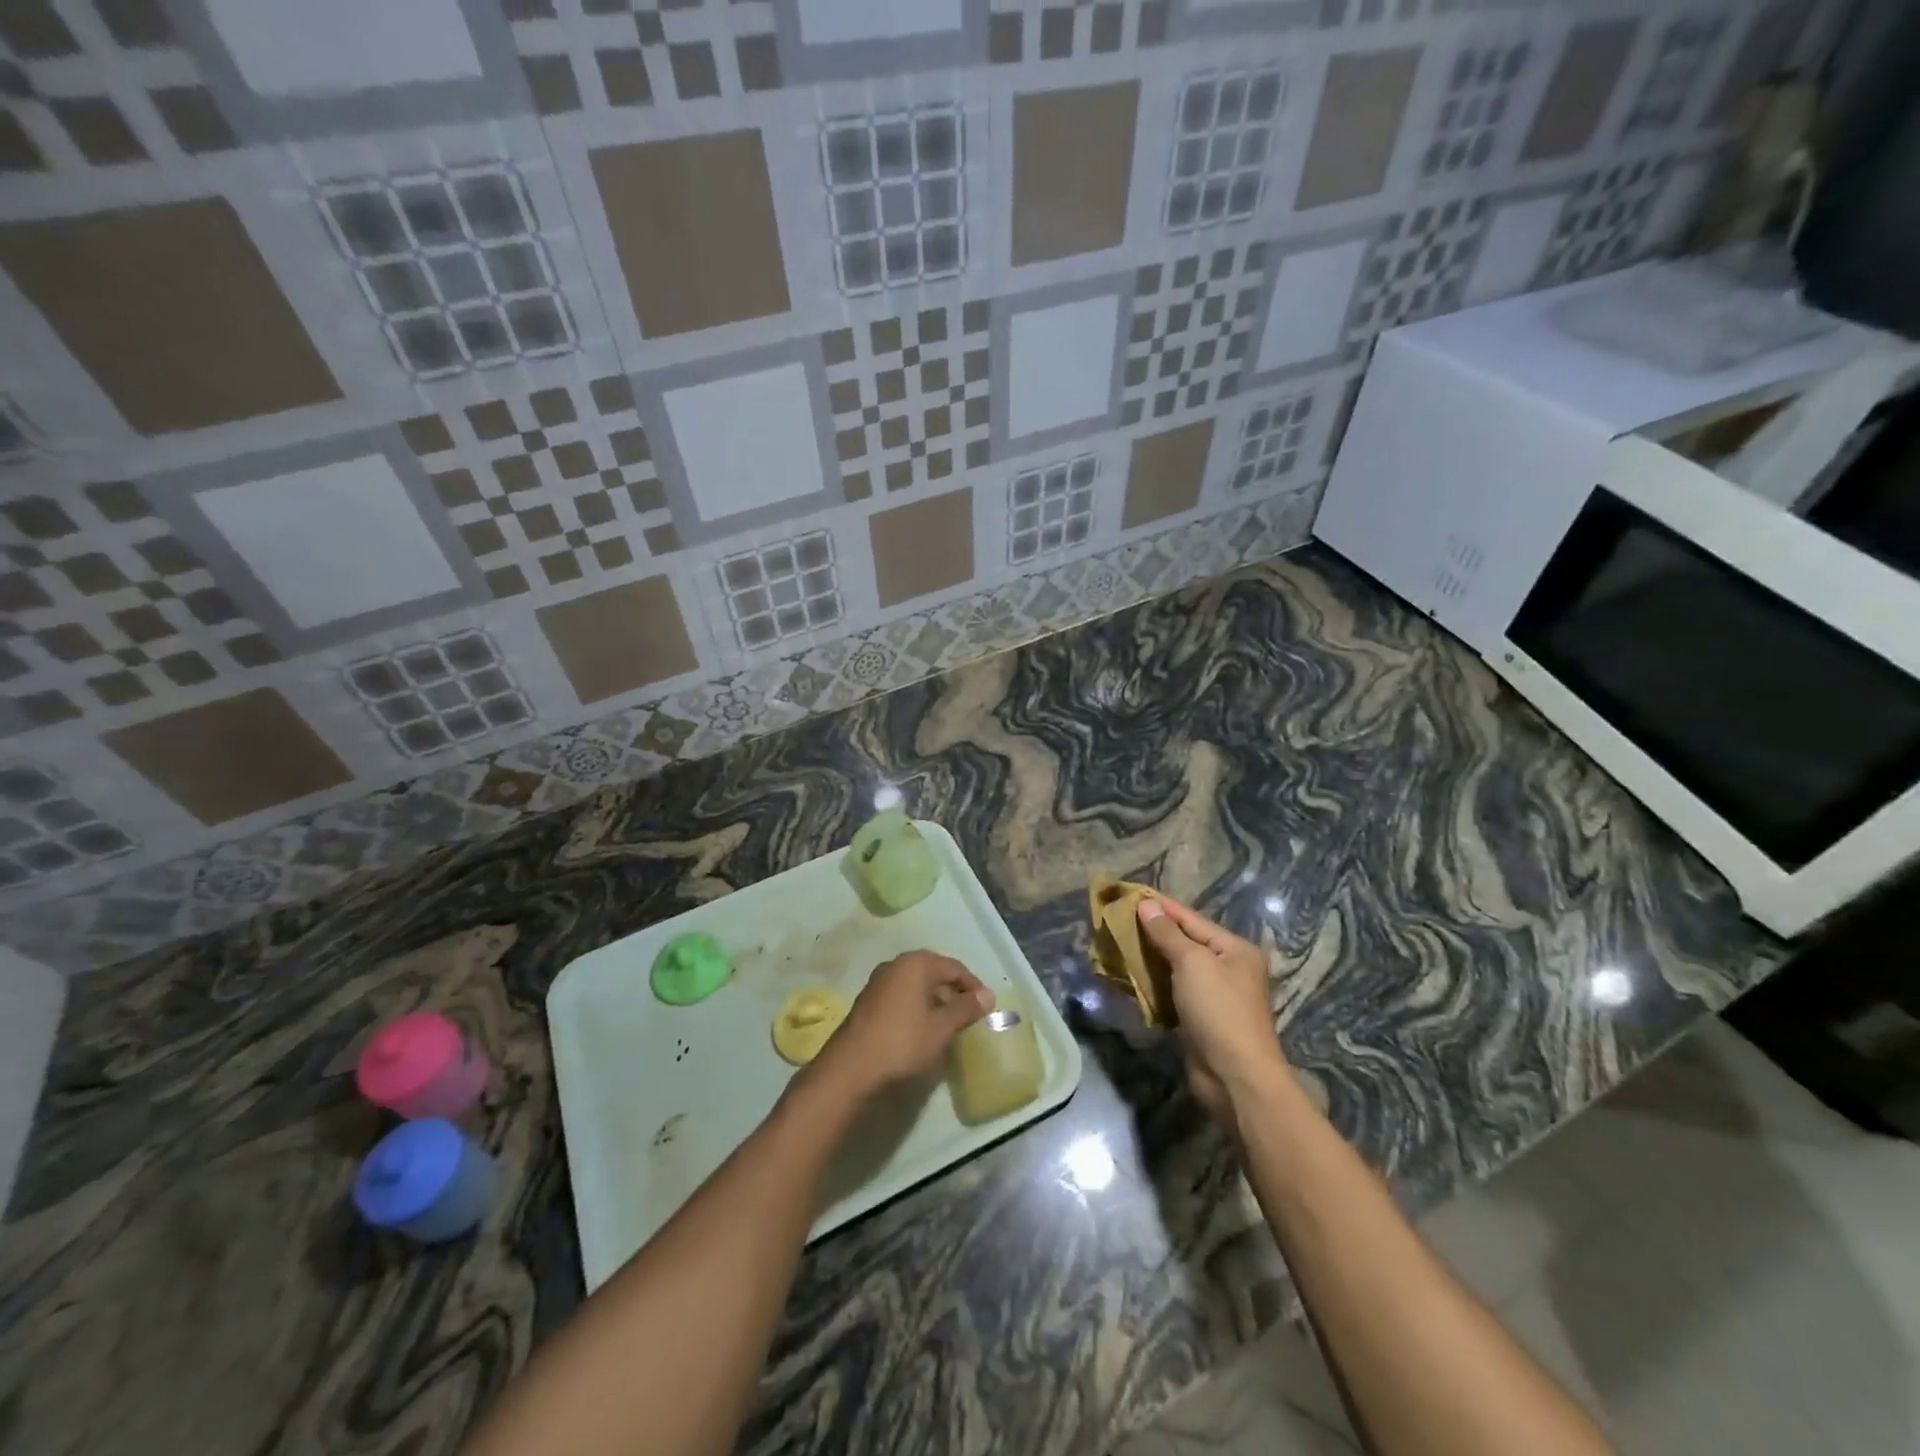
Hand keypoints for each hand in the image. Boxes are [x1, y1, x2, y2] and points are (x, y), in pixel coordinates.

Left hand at [809, 951, 992, 1098]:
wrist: (850, 1070)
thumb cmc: (903, 1043)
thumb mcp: (942, 1027)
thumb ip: (965, 1008)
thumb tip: (987, 995)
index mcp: (915, 963)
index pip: (954, 968)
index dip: (973, 986)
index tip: (987, 1008)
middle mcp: (895, 966)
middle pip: (933, 974)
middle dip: (953, 994)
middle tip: (969, 1018)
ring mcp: (878, 984)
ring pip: (916, 987)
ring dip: (934, 1003)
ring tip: (948, 1027)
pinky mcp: (867, 1004)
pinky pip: (901, 999)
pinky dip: (916, 1010)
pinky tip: (922, 1032)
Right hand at [1136, 897, 1285, 1131]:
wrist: (1235, 1077)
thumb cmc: (1218, 1010)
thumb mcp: (1192, 963)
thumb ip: (1168, 933)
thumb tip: (1147, 904)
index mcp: (1235, 949)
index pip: (1191, 919)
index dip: (1160, 906)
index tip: (1129, 894)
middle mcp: (1229, 968)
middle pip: (1184, 942)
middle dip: (1152, 932)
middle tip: (1118, 919)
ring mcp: (1215, 996)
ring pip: (1176, 968)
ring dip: (1149, 959)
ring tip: (1118, 944)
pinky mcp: (1200, 1019)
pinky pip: (1173, 992)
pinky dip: (1153, 984)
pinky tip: (1130, 977)